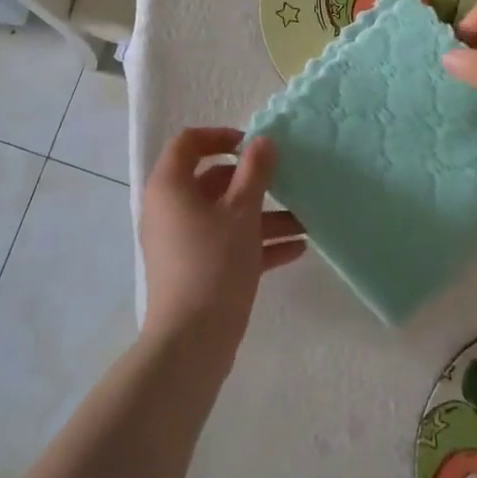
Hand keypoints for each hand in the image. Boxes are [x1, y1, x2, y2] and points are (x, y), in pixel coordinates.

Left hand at [140, 128, 305, 372]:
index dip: (221, 137)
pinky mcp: (194, 269)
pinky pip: (226, 244)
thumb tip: (263, 141)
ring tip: (306, 221)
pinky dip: (256, 243)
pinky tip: (297, 249)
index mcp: (171, 186)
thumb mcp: (242, 212)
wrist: (191, 341)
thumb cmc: (214, 263)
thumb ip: (255, 172)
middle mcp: (170, 209)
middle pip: (213, 181)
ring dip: (264, 216)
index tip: (253, 146)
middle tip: (287, 182)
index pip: (189, 143)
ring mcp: (181, 241)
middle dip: (254, 183)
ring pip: (225, 216)